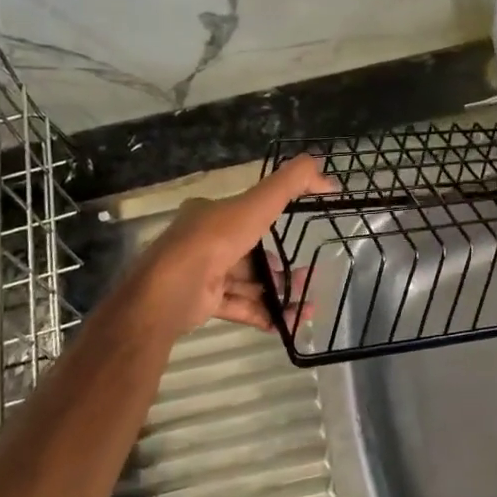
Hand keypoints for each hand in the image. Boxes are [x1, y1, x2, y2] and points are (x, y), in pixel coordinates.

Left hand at [126, 156, 334, 337]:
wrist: (170, 291)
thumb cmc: (214, 241)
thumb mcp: (257, 204)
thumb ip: (290, 184)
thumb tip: (326, 173)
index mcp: (209, 214)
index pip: (245, 216)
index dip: (272, 228)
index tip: (296, 241)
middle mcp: (203, 242)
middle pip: (249, 254)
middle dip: (279, 268)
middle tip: (306, 279)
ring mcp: (201, 275)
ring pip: (247, 283)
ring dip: (277, 293)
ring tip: (305, 306)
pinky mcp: (201, 303)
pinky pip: (239, 307)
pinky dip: (263, 314)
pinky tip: (287, 323)